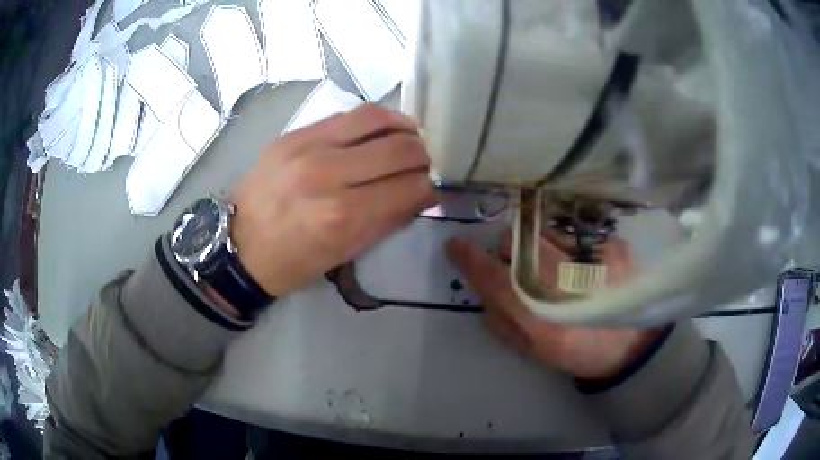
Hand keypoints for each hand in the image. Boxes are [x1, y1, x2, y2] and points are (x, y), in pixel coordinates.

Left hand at [230, 104, 434, 296]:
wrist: (239, 245)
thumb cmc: (293, 261)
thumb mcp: (345, 254)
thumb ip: (388, 220)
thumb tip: (423, 194)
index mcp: (341, 216)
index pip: (408, 187)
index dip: (433, 184)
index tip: (441, 183)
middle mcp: (327, 175)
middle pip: (398, 148)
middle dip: (426, 154)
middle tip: (431, 160)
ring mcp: (307, 147)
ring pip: (375, 119)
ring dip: (405, 127)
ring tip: (414, 137)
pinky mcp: (293, 134)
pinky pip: (346, 115)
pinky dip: (375, 120)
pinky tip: (384, 128)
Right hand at [446, 232, 658, 379]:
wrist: (632, 343)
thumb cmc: (579, 351)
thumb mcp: (535, 351)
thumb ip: (503, 323)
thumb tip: (481, 290)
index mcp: (542, 320)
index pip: (495, 280)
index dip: (470, 260)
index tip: (455, 246)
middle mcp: (565, 284)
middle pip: (517, 242)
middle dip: (508, 249)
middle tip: (519, 263)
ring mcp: (592, 259)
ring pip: (543, 229)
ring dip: (537, 241)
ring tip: (553, 260)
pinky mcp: (612, 245)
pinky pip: (573, 230)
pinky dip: (565, 241)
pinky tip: (578, 260)